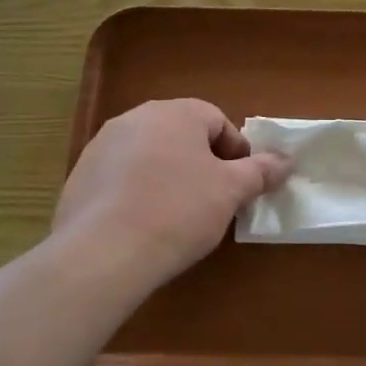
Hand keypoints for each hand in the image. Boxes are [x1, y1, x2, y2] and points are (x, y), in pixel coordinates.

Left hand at [53, 99, 290, 291]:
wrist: (104, 253)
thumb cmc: (179, 211)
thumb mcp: (231, 192)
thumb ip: (261, 171)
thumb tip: (286, 161)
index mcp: (176, 113)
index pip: (217, 120)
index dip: (235, 152)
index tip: (240, 184)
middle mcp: (136, 118)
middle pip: (181, 134)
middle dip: (201, 162)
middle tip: (213, 199)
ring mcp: (102, 146)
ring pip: (150, 154)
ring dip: (168, 175)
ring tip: (177, 215)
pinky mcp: (79, 176)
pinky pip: (121, 176)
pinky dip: (137, 191)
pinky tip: (142, 224)